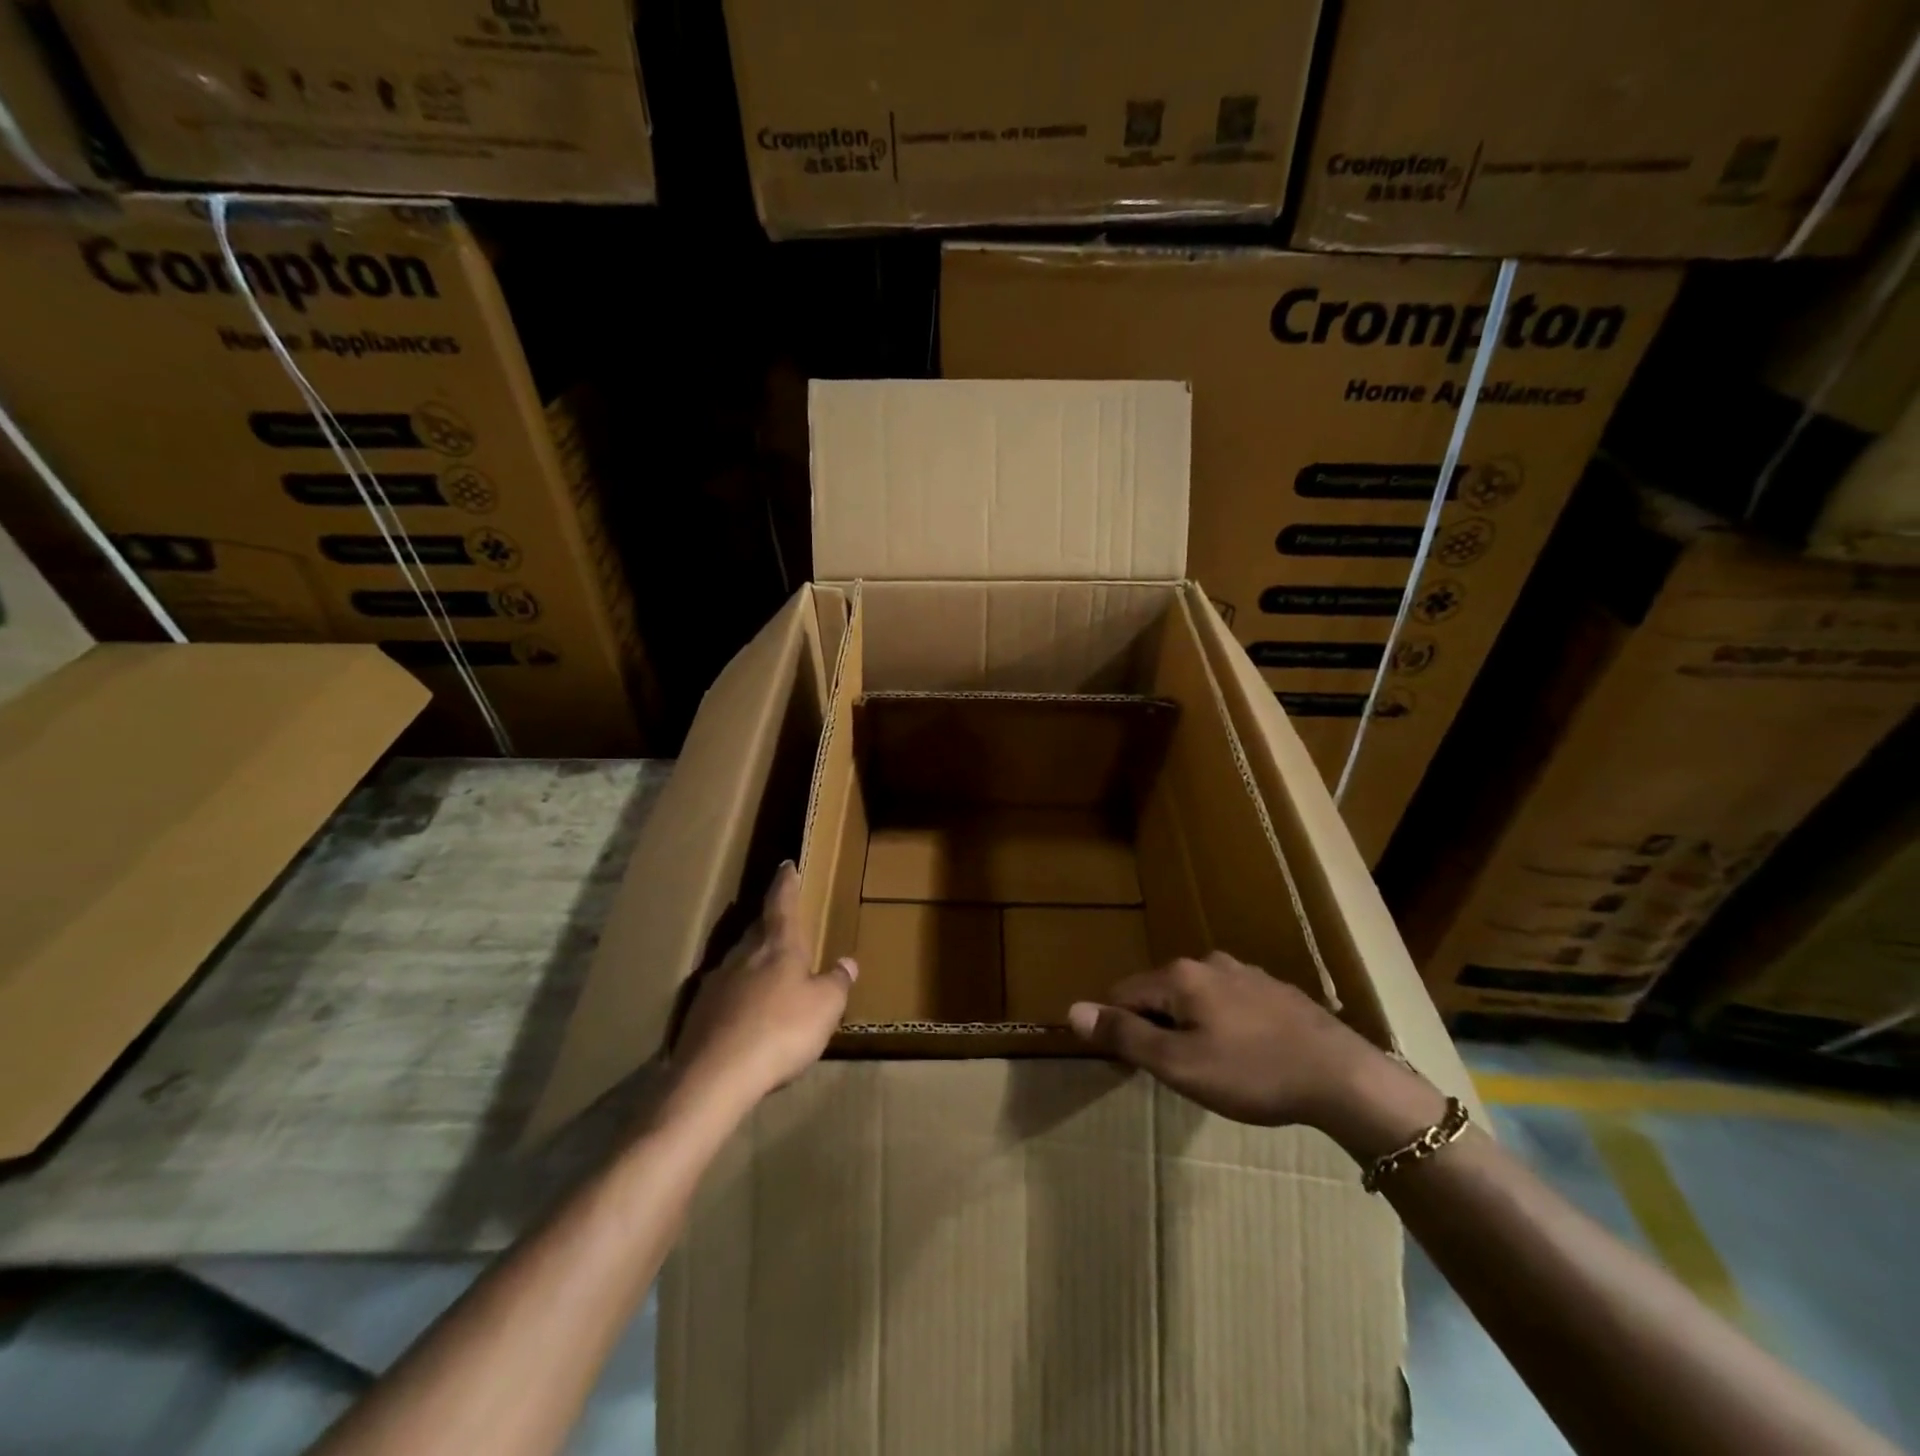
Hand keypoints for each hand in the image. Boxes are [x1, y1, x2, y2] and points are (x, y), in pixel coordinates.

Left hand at [672, 863, 855, 1107]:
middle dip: (770, 922)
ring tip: (768, 970)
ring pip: (739, 960)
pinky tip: (746, 1013)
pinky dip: (739, 994)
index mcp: (777, 945)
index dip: (786, 884)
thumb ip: (837, 982)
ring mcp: (716, 982)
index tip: (787, 865)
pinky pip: (725, 992)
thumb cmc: (781, 1030)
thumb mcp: (825, 1007)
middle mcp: (744, 955)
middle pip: (758, 929)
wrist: (714, 1076)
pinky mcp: (699, 1012)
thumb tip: (847, 963)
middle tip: (782, 920)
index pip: (782, 903)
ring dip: (754, 960)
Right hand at [1067, 952, 1383, 1128]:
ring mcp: (1245, 972)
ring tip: (1210, 1067)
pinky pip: (1228, 1001)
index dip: (1119, 1029)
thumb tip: (1073, 1009)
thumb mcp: (1179, 1064)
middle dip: (1156, 1026)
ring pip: (1196, 996)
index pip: (1123, 993)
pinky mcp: (1274, 989)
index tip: (1134, 1066)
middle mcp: (1208, 962)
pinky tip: (1246, 1055)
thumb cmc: (1252, 1073)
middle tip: (1175, 1072)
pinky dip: (1222, 1023)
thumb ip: (1125, 1035)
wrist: (1343, 1077)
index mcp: (1179, 976)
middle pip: (1160, 992)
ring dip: (1190, 1025)